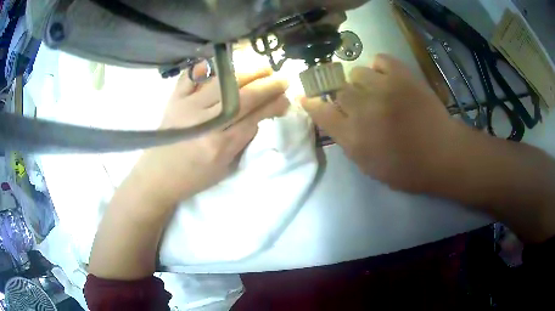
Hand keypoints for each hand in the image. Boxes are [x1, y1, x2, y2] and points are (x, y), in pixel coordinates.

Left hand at [132, 67, 288, 205]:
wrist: (158, 177)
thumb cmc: (193, 177)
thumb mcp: (225, 169)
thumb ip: (243, 142)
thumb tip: (259, 116)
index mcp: (219, 146)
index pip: (254, 118)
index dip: (273, 105)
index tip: (286, 98)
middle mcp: (205, 124)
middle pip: (242, 98)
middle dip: (267, 86)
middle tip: (282, 78)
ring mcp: (187, 108)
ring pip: (223, 83)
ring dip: (247, 72)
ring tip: (263, 68)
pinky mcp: (174, 100)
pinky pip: (191, 77)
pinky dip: (207, 67)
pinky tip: (222, 63)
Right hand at [302, 54, 471, 191]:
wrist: (443, 154)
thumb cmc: (408, 169)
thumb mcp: (371, 168)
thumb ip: (349, 143)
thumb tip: (336, 121)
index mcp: (355, 138)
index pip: (322, 114)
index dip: (312, 104)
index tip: (306, 97)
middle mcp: (364, 110)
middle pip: (338, 90)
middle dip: (344, 96)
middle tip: (358, 103)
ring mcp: (384, 89)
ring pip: (356, 72)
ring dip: (361, 82)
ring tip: (375, 90)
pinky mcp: (403, 76)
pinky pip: (379, 59)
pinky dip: (379, 67)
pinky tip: (385, 77)